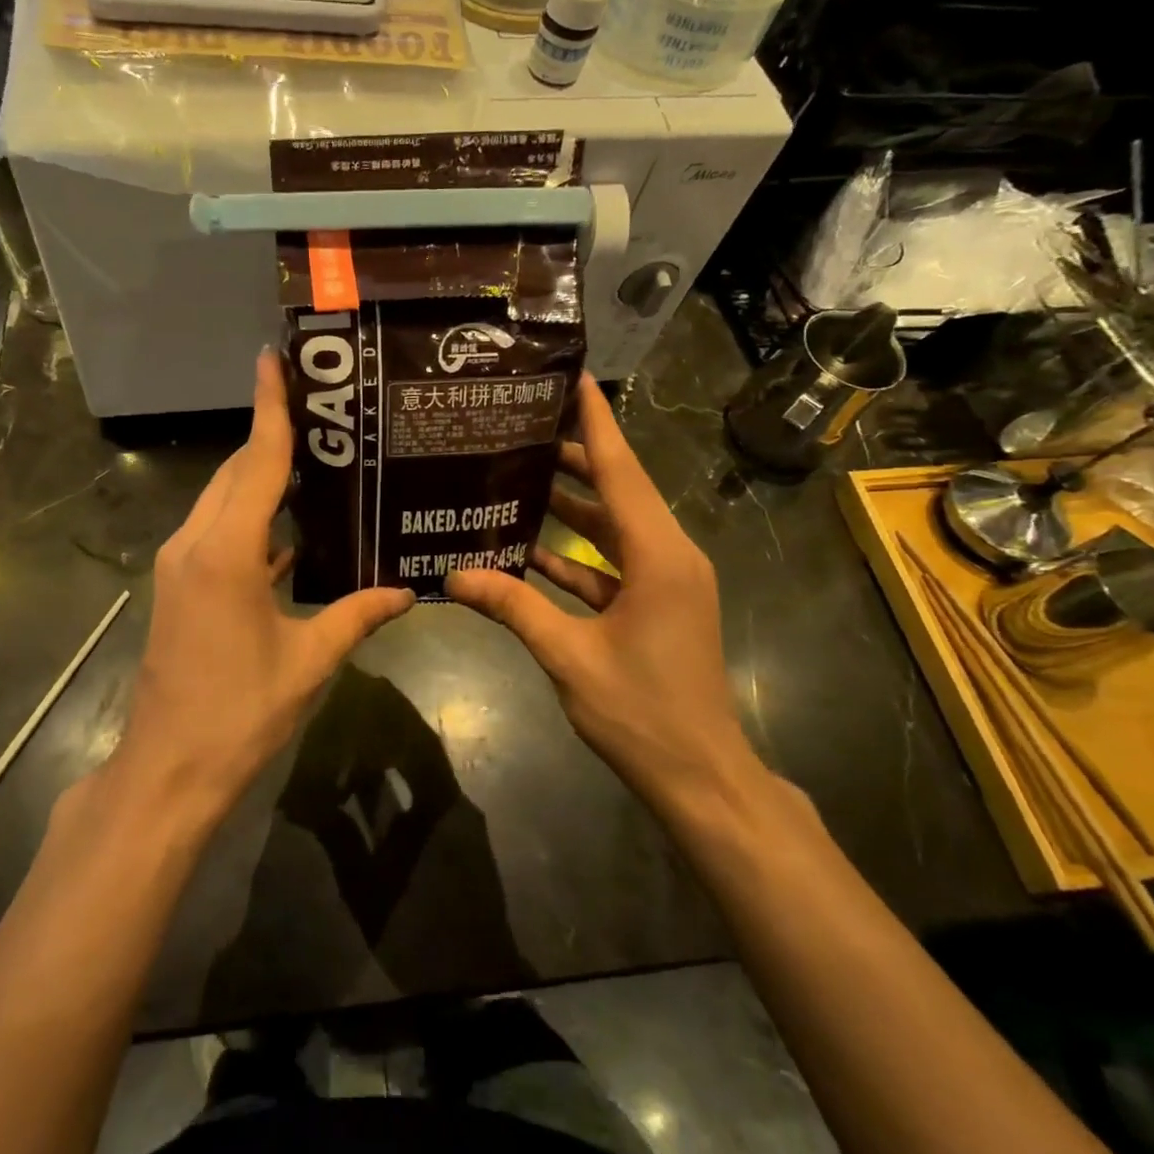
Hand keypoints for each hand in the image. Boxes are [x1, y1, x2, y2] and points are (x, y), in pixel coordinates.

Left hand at [114, 351, 414, 819]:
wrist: (168, 769)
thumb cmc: (241, 712)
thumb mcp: (309, 661)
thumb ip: (358, 616)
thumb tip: (408, 592)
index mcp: (226, 552)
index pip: (256, 462)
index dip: (269, 408)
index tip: (272, 358)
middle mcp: (195, 544)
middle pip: (236, 473)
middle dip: (272, 439)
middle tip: (324, 413)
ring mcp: (179, 564)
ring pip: (223, 500)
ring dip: (260, 478)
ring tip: (316, 461)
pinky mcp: (179, 586)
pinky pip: (218, 532)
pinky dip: (250, 518)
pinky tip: (290, 528)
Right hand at [445, 374, 760, 811]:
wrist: (700, 775)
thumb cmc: (641, 712)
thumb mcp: (569, 656)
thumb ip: (513, 607)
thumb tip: (452, 576)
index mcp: (658, 556)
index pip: (621, 471)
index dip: (596, 422)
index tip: (573, 378)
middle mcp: (669, 556)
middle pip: (616, 491)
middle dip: (572, 458)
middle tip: (519, 428)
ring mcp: (665, 582)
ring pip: (613, 528)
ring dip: (571, 506)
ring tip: (517, 475)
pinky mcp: (657, 605)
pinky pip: (612, 564)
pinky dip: (576, 554)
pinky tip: (530, 548)